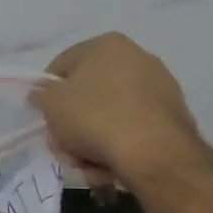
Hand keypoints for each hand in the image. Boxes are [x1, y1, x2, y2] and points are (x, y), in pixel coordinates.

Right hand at [30, 33, 204, 189]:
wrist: (155, 153)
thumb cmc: (95, 118)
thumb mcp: (52, 104)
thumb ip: (40, 95)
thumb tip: (41, 94)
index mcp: (107, 45)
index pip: (62, 66)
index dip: (47, 94)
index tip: (45, 119)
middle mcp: (137, 58)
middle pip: (86, 95)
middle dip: (71, 125)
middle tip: (64, 147)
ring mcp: (158, 88)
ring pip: (107, 117)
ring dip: (91, 142)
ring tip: (87, 164)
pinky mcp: (172, 117)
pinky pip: (131, 131)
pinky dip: (118, 148)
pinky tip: (111, 168)